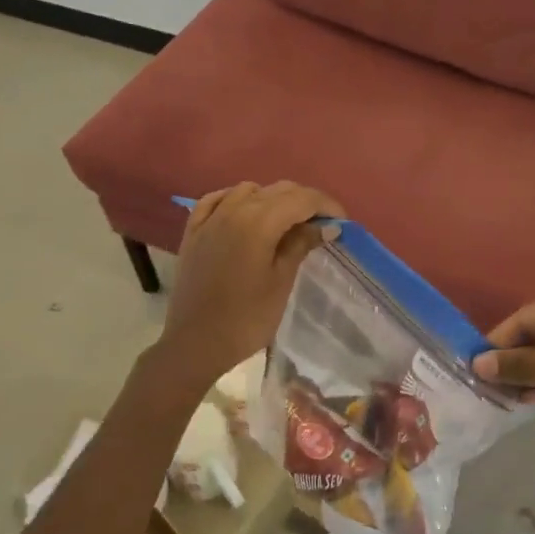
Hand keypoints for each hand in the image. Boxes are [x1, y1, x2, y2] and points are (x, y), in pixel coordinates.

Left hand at [156, 181, 344, 384]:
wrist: (196, 343)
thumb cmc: (246, 318)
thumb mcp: (281, 282)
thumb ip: (301, 245)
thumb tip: (326, 225)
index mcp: (259, 222)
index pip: (301, 199)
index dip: (326, 205)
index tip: (341, 222)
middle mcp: (233, 210)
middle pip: (277, 190)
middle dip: (304, 201)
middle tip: (321, 225)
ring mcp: (210, 219)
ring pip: (248, 190)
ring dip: (272, 198)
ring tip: (286, 222)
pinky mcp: (193, 231)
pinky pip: (217, 200)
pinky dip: (236, 200)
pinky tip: (244, 212)